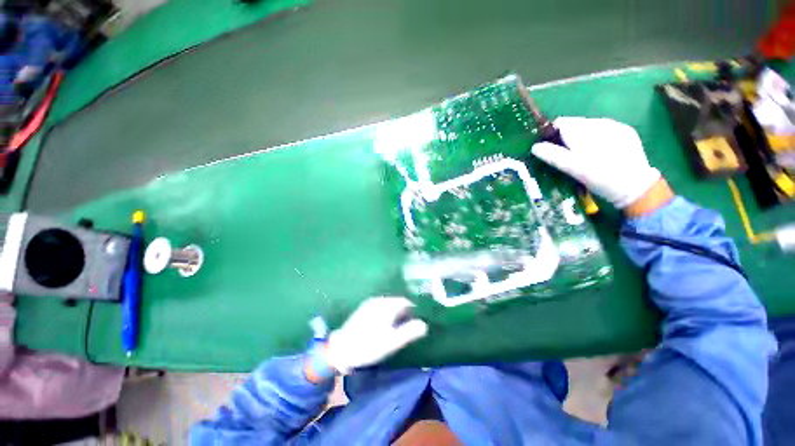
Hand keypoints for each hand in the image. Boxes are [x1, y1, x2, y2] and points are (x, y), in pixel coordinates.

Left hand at [325, 297, 427, 374]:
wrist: (341, 349)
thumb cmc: (369, 345)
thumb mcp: (392, 342)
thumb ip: (410, 332)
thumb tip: (425, 324)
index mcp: (387, 304)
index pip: (406, 301)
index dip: (415, 310)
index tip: (420, 320)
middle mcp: (379, 300)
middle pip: (397, 302)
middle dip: (406, 311)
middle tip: (411, 325)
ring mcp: (370, 303)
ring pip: (389, 304)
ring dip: (397, 312)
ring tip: (401, 326)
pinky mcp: (363, 309)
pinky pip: (381, 307)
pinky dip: (387, 313)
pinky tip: (387, 324)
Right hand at [531, 117, 662, 209]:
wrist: (635, 186)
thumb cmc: (599, 177)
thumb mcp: (572, 168)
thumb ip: (552, 155)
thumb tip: (534, 146)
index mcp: (584, 129)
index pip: (560, 122)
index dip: (551, 134)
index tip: (549, 149)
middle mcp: (600, 122)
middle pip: (575, 124)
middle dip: (567, 137)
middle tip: (566, 156)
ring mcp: (616, 125)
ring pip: (589, 127)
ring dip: (581, 138)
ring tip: (584, 156)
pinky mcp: (626, 132)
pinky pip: (604, 130)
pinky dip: (597, 139)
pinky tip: (600, 153)